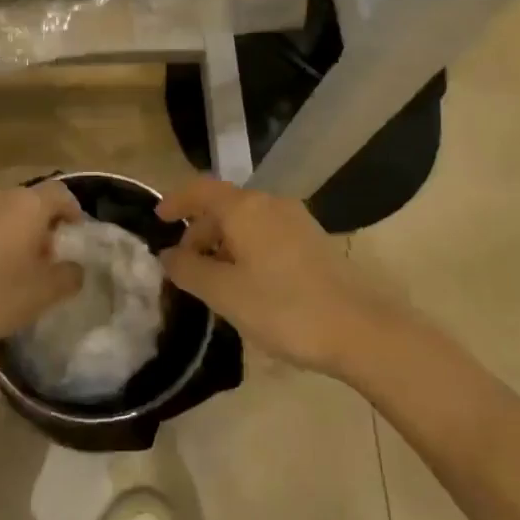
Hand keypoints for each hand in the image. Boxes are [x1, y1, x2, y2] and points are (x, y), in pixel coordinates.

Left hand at [0, 181, 84, 350]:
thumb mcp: (44, 294)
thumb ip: (69, 274)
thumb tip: (75, 266)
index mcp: (27, 205)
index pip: (60, 194)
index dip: (72, 211)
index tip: (73, 234)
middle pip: (30, 200)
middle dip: (41, 222)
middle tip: (44, 254)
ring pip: (2, 209)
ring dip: (13, 226)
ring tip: (13, 259)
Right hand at [157, 177, 383, 374]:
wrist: (361, 329)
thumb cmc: (284, 308)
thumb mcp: (225, 294)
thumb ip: (189, 270)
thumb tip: (168, 254)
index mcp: (245, 208)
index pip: (200, 190)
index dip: (175, 201)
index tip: (157, 219)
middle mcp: (270, 203)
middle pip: (223, 206)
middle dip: (199, 232)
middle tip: (185, 268)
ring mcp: (296, 220)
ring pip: (246, 222)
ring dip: (223, 243)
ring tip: (215, 282)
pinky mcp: (314, 240)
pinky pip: (266, 234)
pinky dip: (246, 249)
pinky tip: (248, 284)